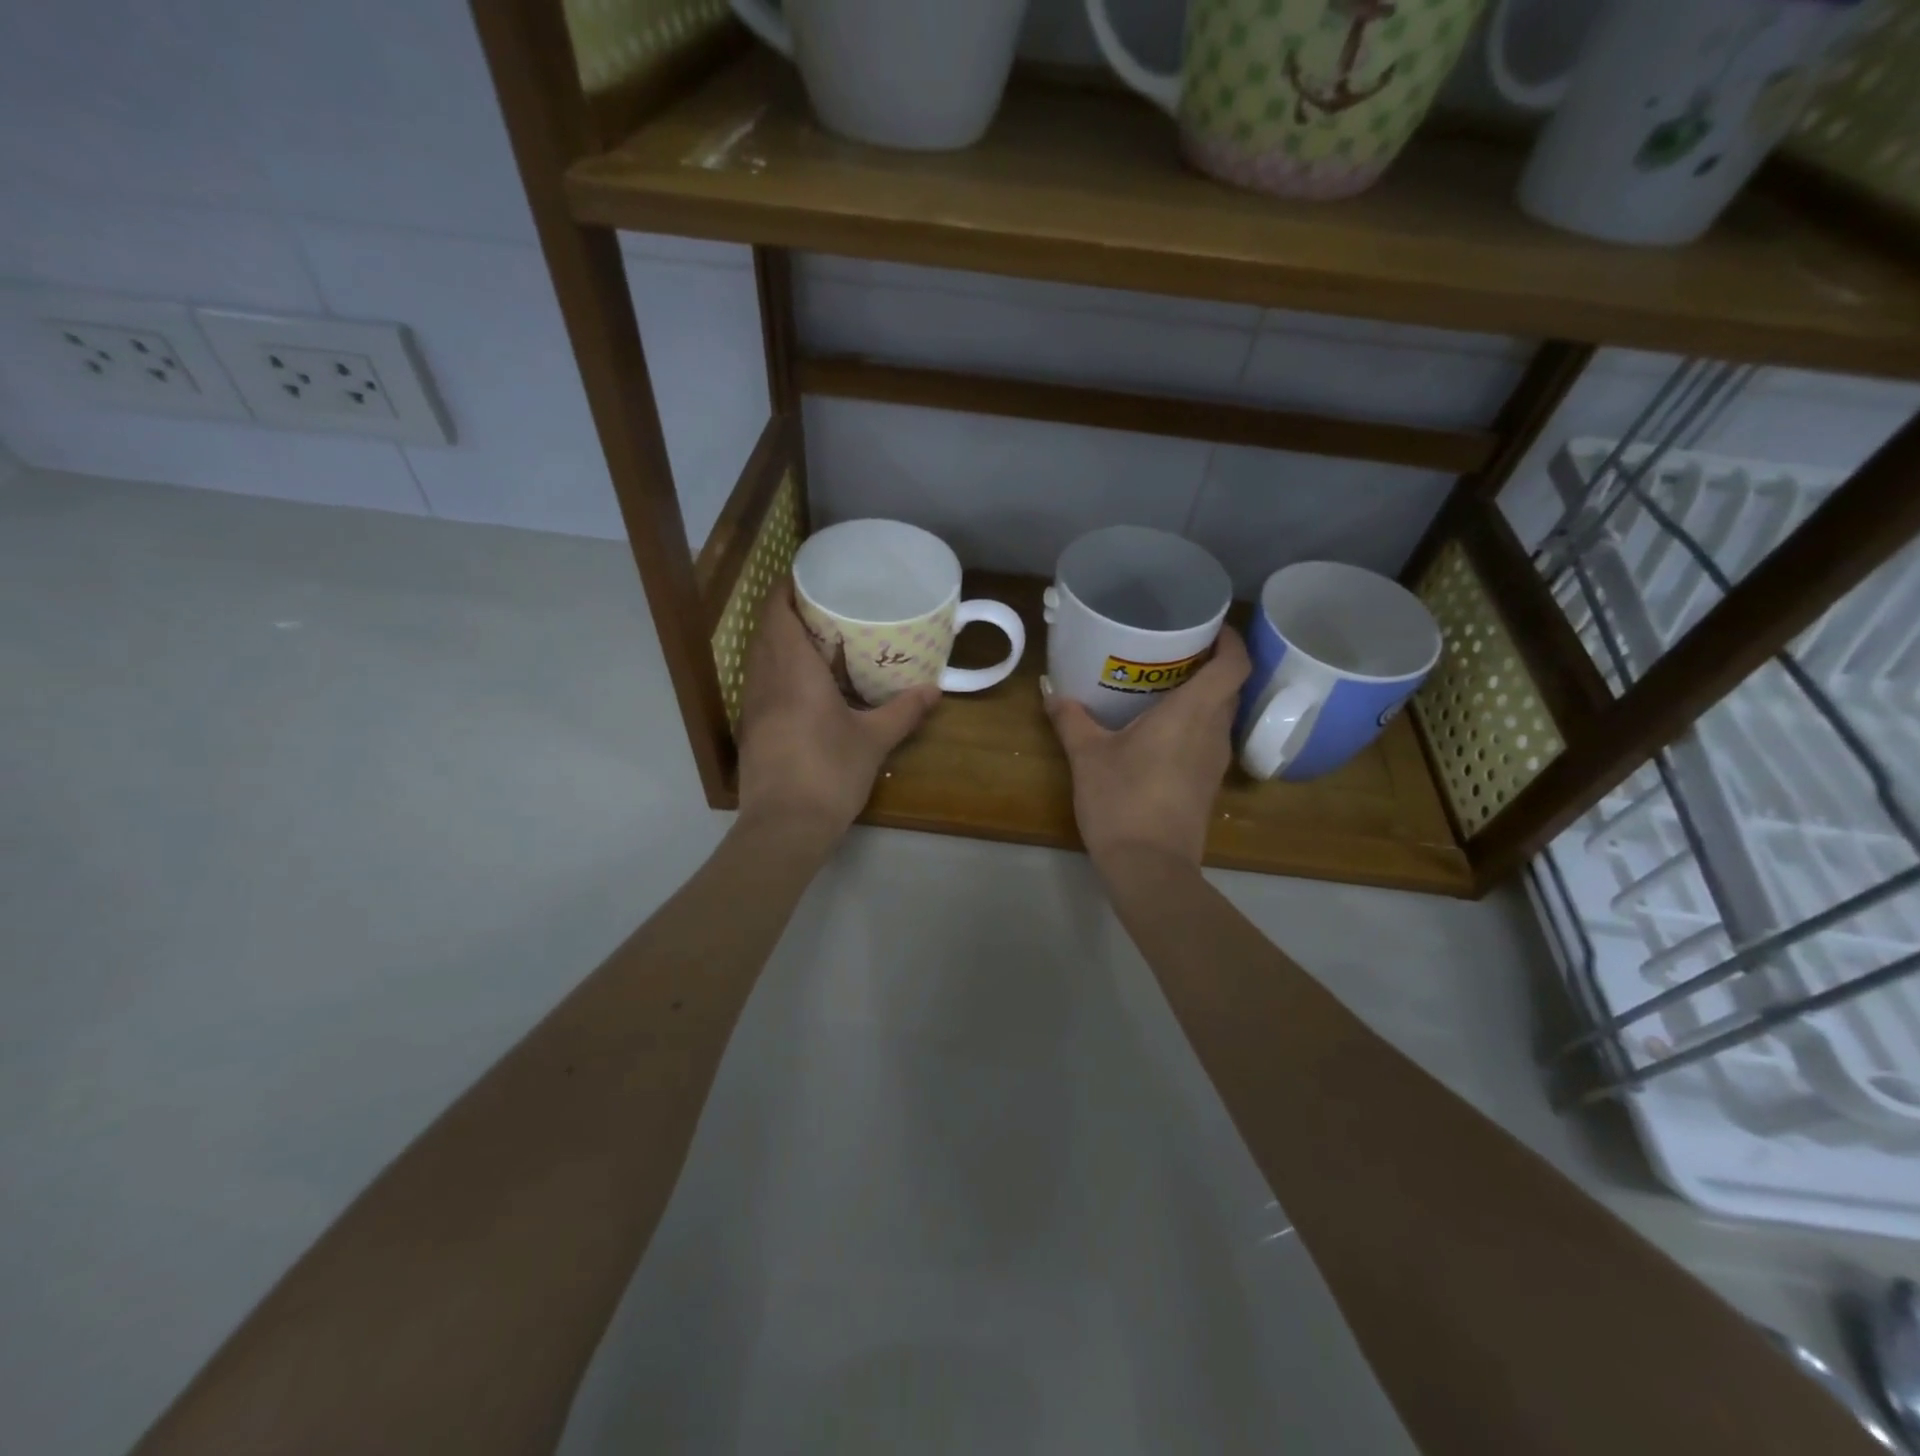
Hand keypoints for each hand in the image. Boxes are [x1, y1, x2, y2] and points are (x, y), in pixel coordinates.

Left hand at [735, 580, 938, 840]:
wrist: (784, 827)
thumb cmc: (829, 773)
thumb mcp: (873, 740)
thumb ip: (903, 711)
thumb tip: (934, 690)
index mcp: (792, 671)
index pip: (776, 613)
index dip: (786, 589)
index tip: (809, 577)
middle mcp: (765, 680)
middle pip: (766, 632)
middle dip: (787, 613)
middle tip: (824, 606)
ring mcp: (753, 707)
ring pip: (760, 659)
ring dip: (781, 643)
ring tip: (817, 640)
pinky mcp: (752, 731)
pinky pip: (761, 684)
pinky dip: (778, 672)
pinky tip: (805, 686)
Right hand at [1043, 627, 1250, 869]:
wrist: (1150, 867)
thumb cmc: (1121, 801)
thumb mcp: (1087, 756)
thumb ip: (1071, 720)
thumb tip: (1052, 694)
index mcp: (1192, 714)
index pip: (1234, 664)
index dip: (1230, 639)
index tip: (1210, 626)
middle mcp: (1213, 732)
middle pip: (1230, 687)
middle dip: (1210, 664)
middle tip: (1174, 651)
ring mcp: (1215, 762)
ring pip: (1220, 715)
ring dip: (1202, 697)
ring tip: (1164, 687)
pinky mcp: (1208, 786)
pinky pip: (1209, 740)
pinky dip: (1194, 725)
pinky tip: (1160, 732)